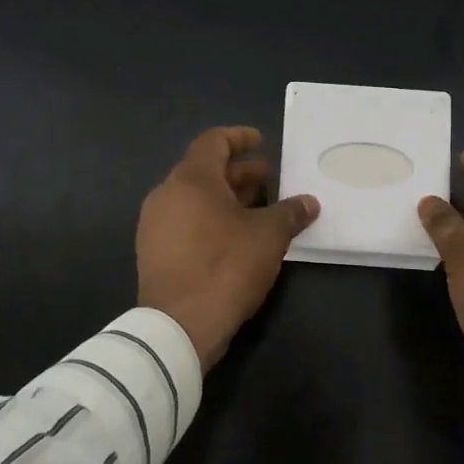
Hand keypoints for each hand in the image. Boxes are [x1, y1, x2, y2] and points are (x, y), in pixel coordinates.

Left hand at [137, 127, 319, 370]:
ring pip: (194, 198)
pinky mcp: (153, 251)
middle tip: (269, 180)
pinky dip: (210, 218)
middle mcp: (167, 194)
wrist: (178, 326)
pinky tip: (235, 237)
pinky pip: (185, 221)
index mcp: (191, 179)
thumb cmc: (225, 267)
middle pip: (204, 170)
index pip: (213, 141)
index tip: (260, 141)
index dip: (239, 138)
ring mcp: (155, 224)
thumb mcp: (268, 236)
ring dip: (226, 197)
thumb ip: (290, 212)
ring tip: (258, 209)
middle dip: (239, 172)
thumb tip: (309, 202)